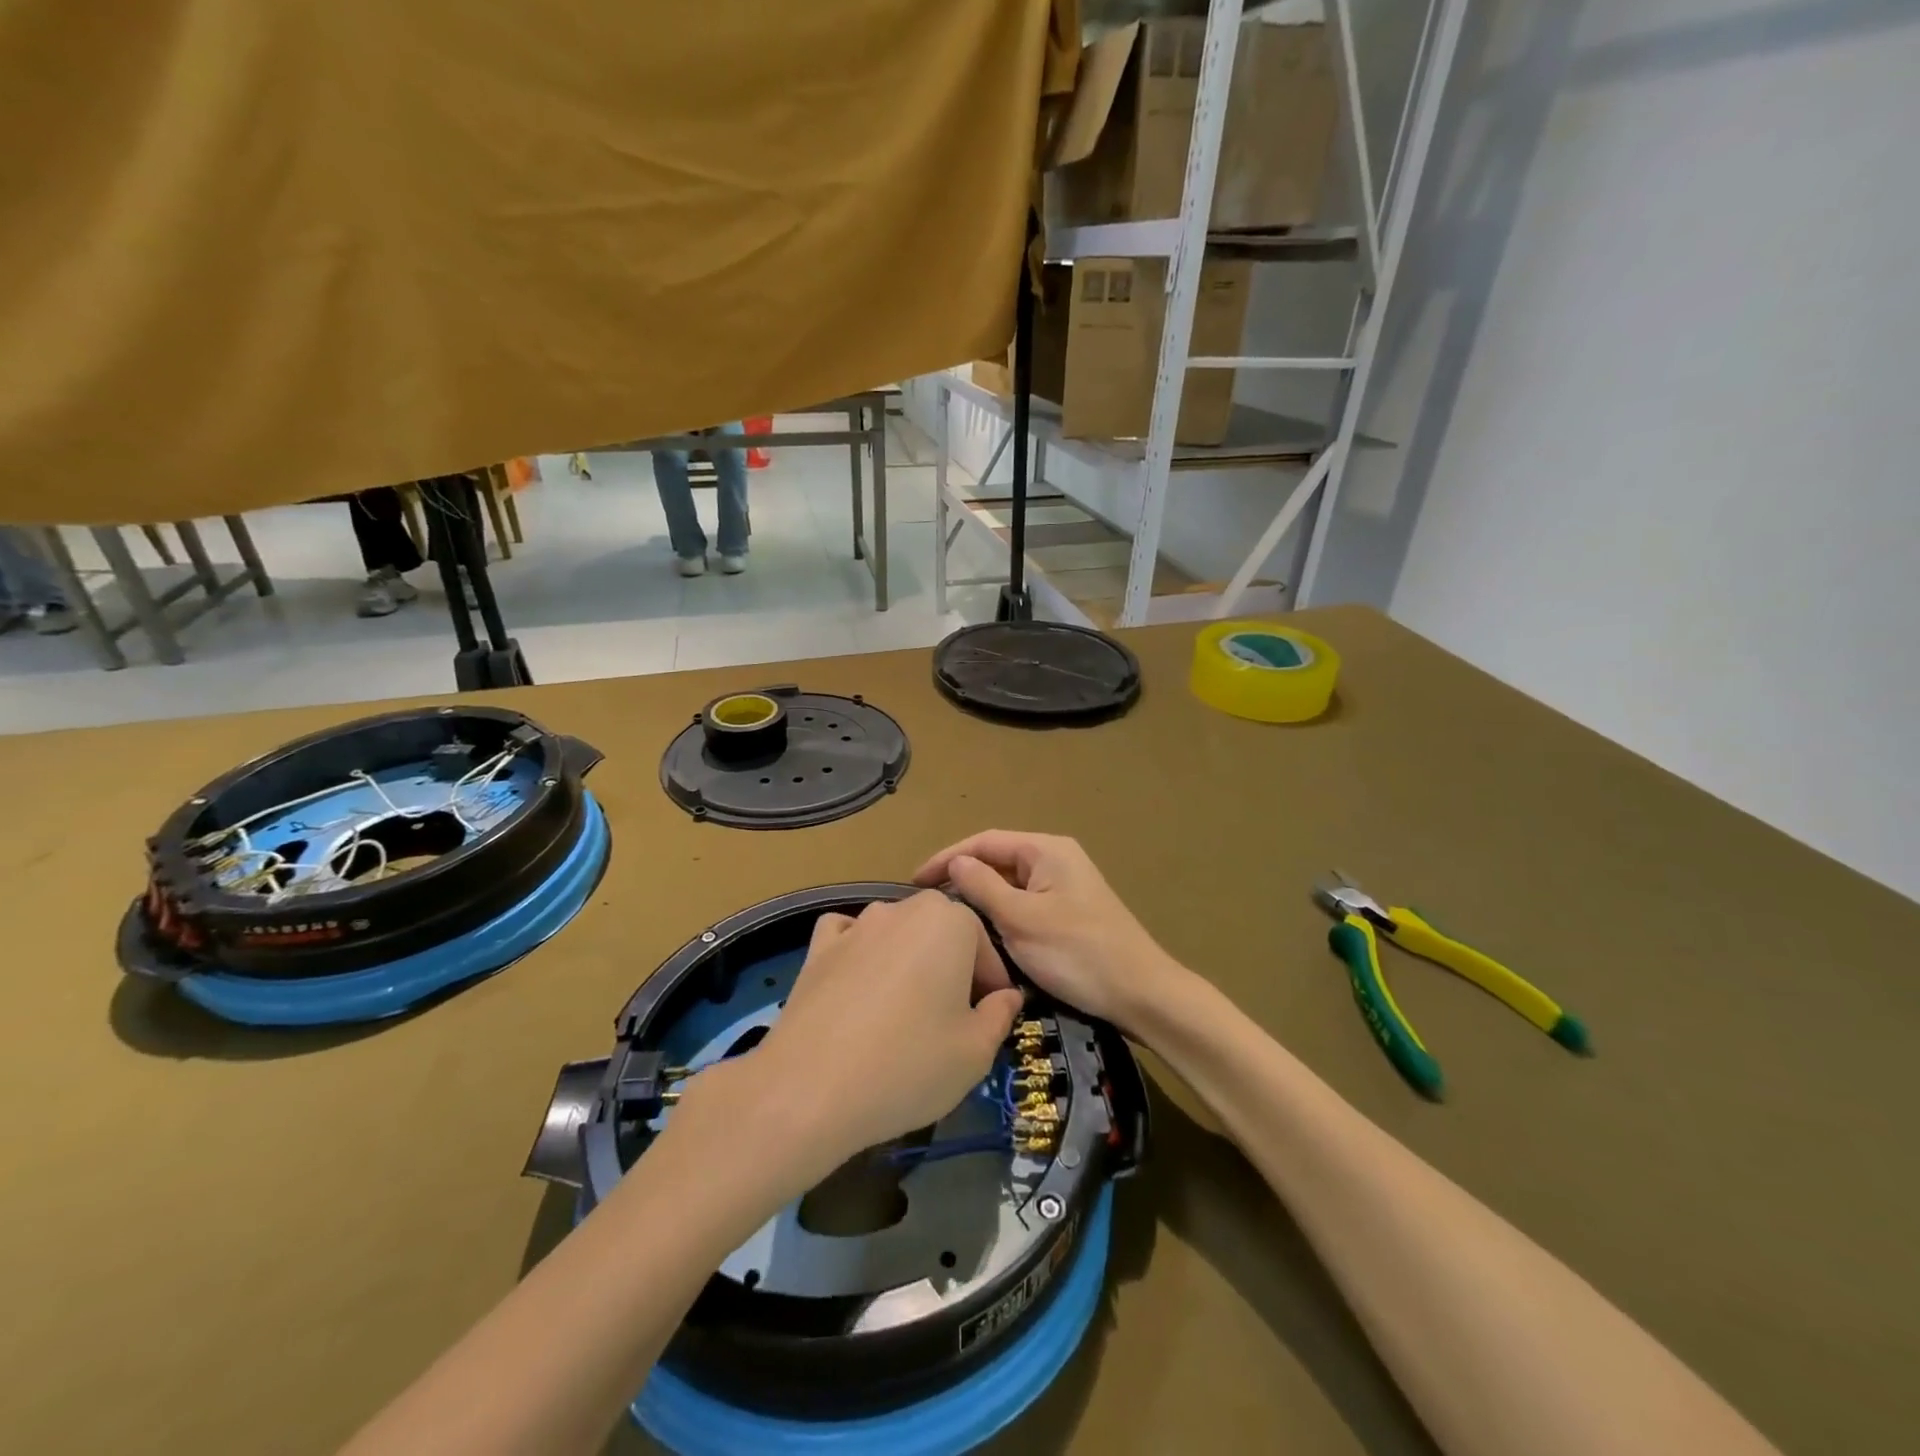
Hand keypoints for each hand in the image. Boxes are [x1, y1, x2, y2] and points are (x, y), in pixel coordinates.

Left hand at [674, 893, 1024, 1187]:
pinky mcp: (818, 947)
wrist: (811, 1087)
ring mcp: (856, 925)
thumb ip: (1000, 1015)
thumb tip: (1007, 996)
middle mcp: (903, 908)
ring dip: (908, 960)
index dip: (992, 985)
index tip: (989, 1020)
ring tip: (904, 1010)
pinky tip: (858, 984)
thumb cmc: (908, 1065)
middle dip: (952, 966)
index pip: (984, 946)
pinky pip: (849, 936)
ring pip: (897, 932)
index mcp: (950, 921)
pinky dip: (860, 951)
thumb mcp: (975, 1052)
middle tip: (951, 1018)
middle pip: (941, 932)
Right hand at [914, 831, 1183, 1036]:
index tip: (914, 881)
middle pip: (997, 860)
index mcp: (1046, 850)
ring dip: (980, 898)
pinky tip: (982, 933)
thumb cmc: (1078, 953)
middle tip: (927, 903)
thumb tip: (954, 864)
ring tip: (947, 918)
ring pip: (1009, 884)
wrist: (1141, 994)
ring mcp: (1063, 887)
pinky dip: (1000, 914)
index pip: (984, 842)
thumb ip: (983, 887)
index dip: (946, 858)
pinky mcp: (1067, 913)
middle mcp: (1055, 860)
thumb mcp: (1021, 920)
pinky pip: (1023, 904)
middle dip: (962, 878)